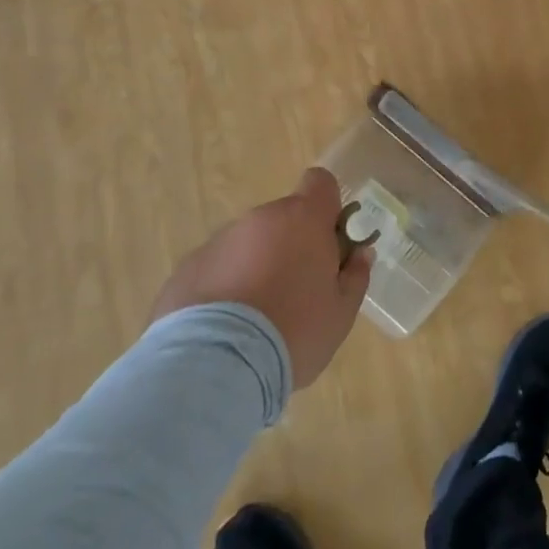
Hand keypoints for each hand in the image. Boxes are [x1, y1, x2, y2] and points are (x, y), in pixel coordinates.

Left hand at [151, 168, 371, 388]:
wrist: (216, 365)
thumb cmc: (294, 332)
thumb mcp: (341, 313)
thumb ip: (354, 276)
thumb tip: (360, 254)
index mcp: (303, 219)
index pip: (320, 183)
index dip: (327, 207)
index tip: (329, 241)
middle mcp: (260, 219)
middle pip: (284, 219)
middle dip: (291, 245)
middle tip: (296, 292)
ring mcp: (219, 241)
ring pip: (248, 244)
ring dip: (256, 267)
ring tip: (256, 319)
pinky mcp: (187, 268)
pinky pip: (217, 269)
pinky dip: (224, 288)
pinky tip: (224, 330)